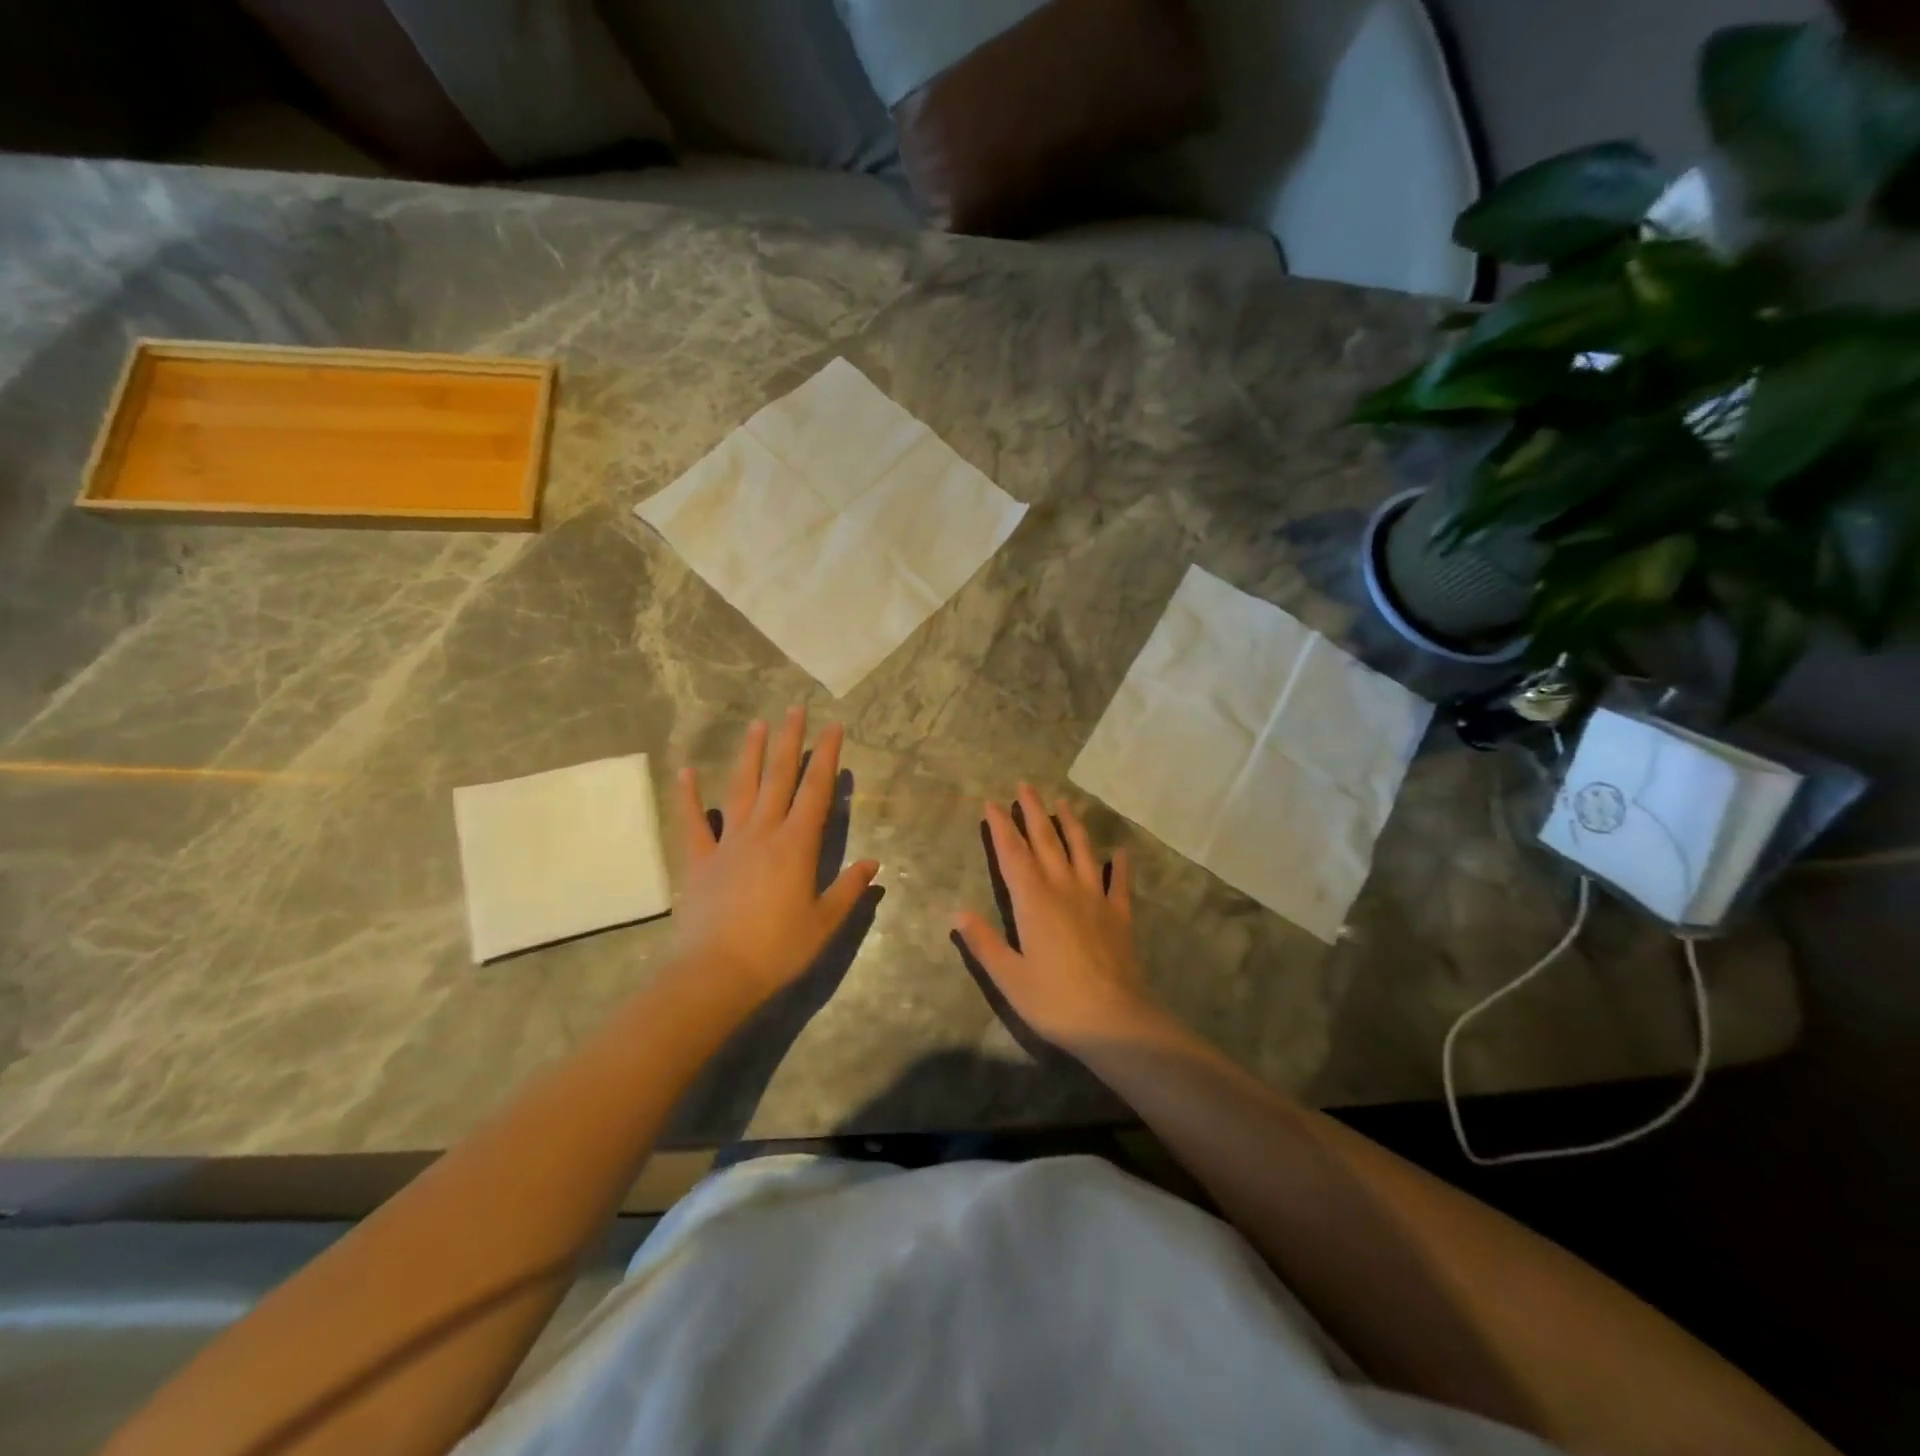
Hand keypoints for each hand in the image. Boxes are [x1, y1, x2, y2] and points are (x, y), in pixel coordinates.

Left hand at [673, 707, 879, 1007]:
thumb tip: (873, 863)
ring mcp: (727, 843)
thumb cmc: (778, 949)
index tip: (833, 726)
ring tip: (757, 724)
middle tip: (795, 709)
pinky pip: (692, 822)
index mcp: (797, 844)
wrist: (716, 974)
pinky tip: (686, 771)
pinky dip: (688, 796)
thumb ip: (849, 889)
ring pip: (741, 788)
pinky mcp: (698, 860)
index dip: (827, 756)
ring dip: (750, 755)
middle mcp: (763, 832)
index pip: (817, 790)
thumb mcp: (825, 923)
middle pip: (779, 777)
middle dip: (789, 741)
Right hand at [952, 784, 1154, 1048]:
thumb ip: (984, 942)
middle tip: (1026, 786)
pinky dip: (1120, 864)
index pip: (1012, 854)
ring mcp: (1095, 898)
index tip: (991, 803)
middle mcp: (1063, 888)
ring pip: (1082, 850)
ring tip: (1064, 802)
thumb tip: (958, 912)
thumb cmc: (1053, 1000)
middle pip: (1046, 841)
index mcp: (1032, 901)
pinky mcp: (1120, 914)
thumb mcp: (1008, 976)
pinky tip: (1120, 850)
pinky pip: (1119, 881)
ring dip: (1071, 824)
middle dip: (1033, 812)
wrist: (1114, 1020)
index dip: (1000, 827)